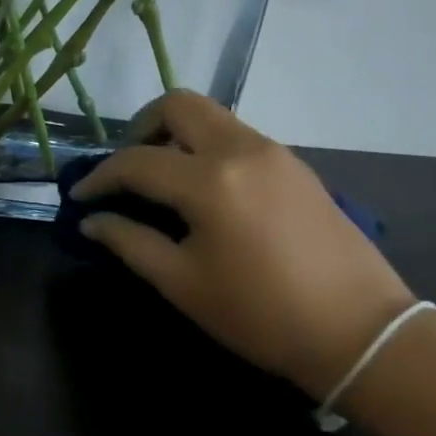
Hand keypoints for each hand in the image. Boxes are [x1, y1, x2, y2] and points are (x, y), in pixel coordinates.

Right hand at [73, 91, 416, 399]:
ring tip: (158, 182)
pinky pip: (238, 138)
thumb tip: (92, 221)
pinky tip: (202, 193)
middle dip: (140, 128)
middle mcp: (242, 149)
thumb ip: (130, 242)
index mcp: (210, 180)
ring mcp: (275, 152)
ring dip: (176, 136)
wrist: (357, 330)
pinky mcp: (295, 166)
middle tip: (124, 169)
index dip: (99, 177)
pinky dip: (206, 149)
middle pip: (179, 105)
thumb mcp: (182, 283)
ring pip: (212, 117)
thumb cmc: (258, 313)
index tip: (79, 196)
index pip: (136, 161)